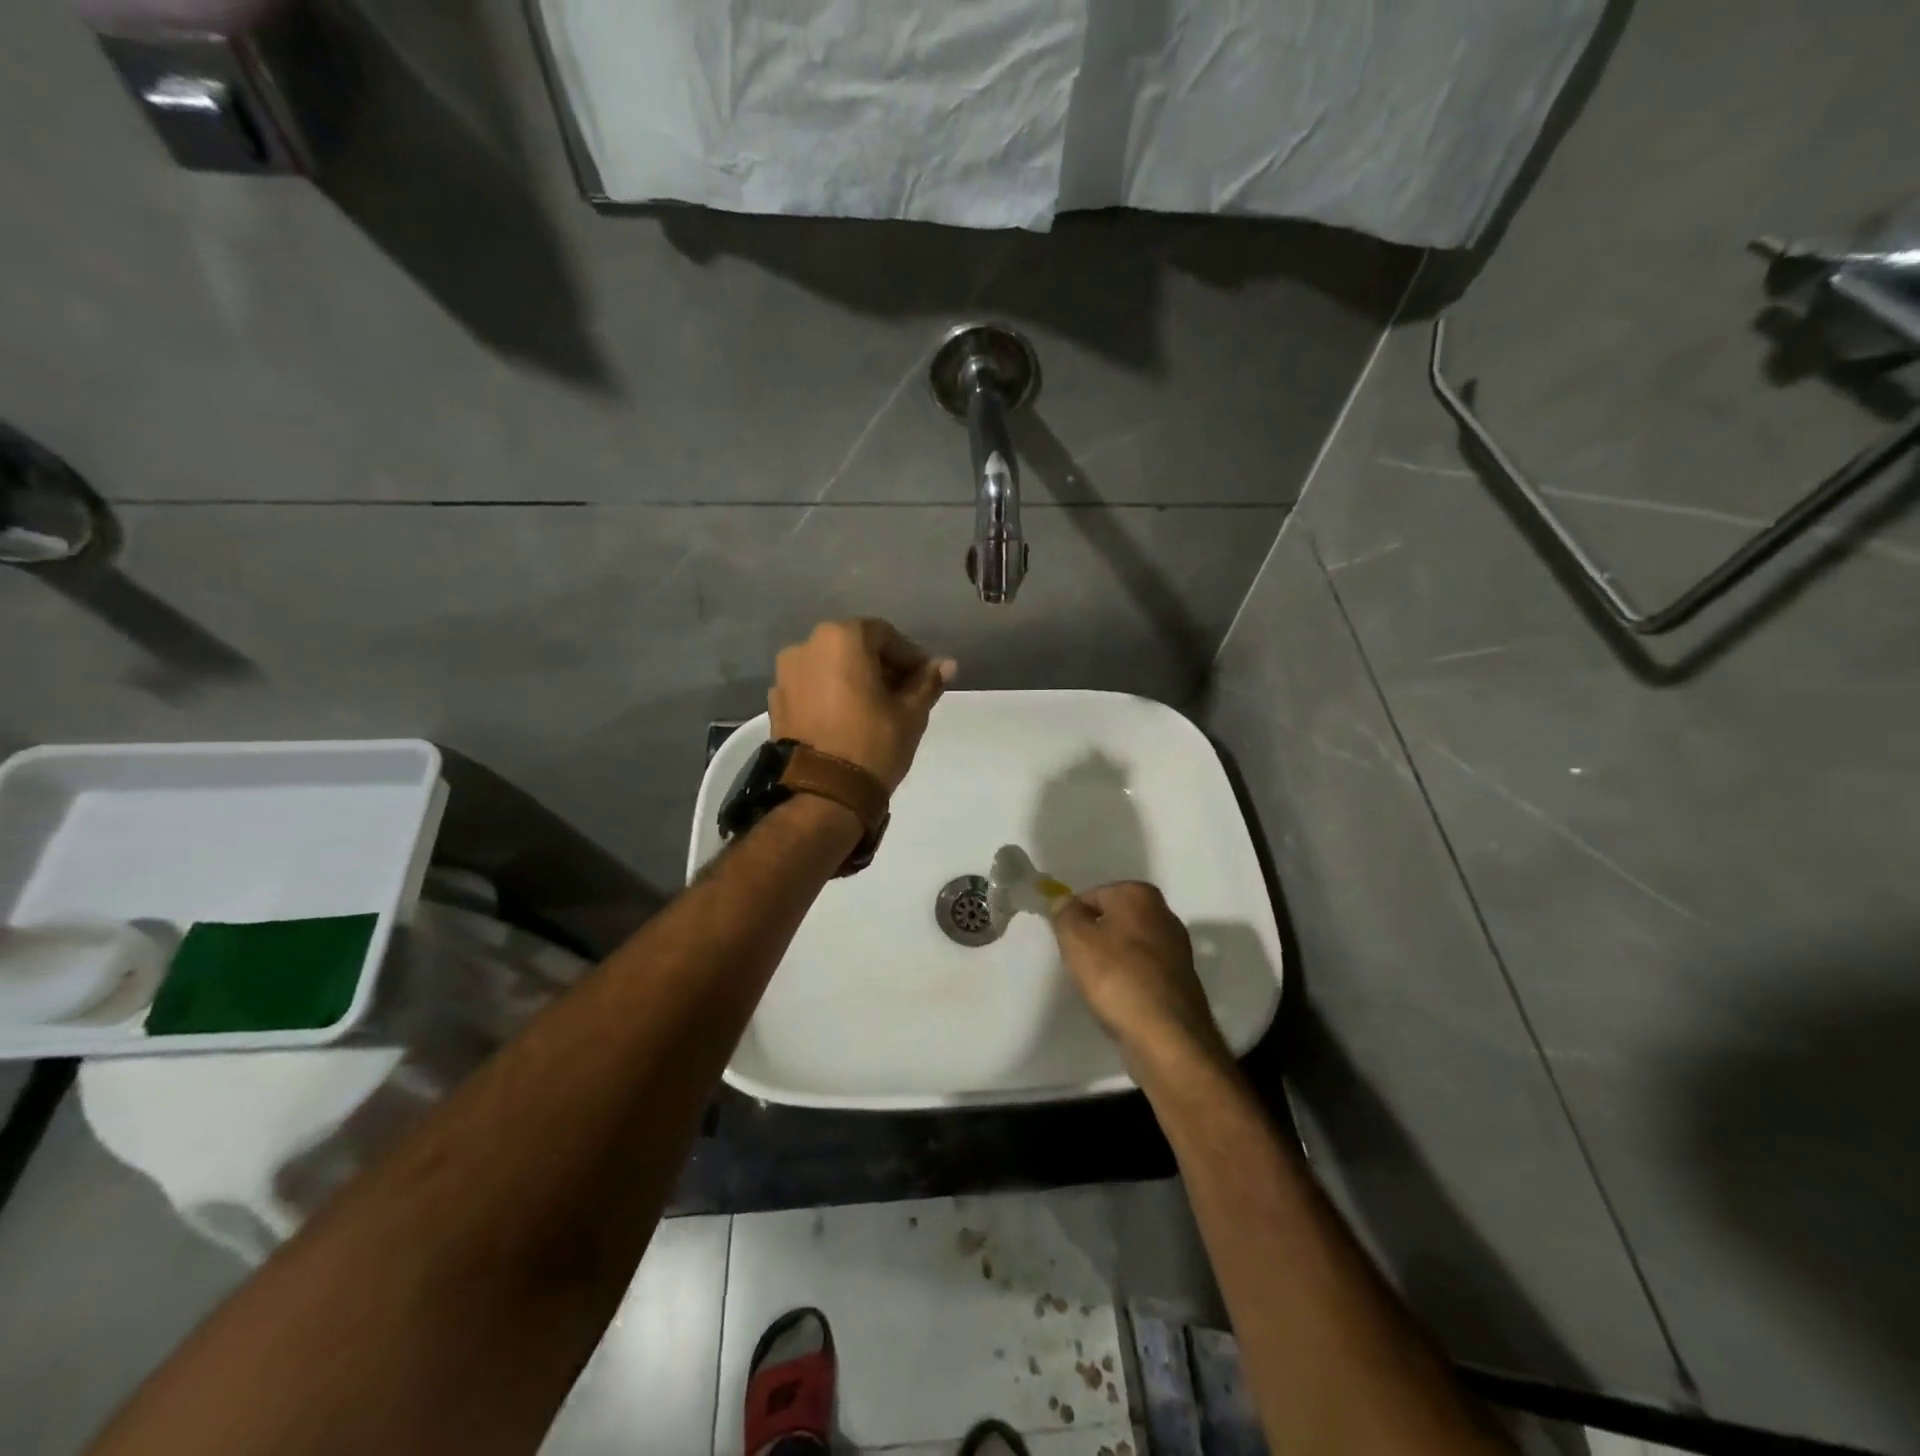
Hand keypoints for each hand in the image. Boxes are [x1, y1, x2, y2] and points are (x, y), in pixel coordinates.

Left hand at [769, 619, 956, 792]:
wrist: (821, 795)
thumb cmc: (873, 744)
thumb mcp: (911, 713)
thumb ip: (928, 682)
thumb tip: (947, 664)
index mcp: (841, 639)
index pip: (885, 635)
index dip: (910, 656)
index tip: (925, 680)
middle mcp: (806, 647)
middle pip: (854, 648)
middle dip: (881, 667)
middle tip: (904, 695)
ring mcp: (785, 675)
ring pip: (831, 668)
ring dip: (855, 680)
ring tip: (876, 710)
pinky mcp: (776, 703)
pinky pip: (812, 689)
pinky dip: (832, 696)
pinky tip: (848, 721)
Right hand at [1052, 882, 1227, 1067]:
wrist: (1166, 1036)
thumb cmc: (1116, 977)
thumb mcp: (1076, 939)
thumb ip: (1064, 914)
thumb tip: (1064, 902)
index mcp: (1139, 894)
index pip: (1091, 896)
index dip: (1073, 919)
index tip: (1066, 945)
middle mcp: (1163, 913)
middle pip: (1111, 920)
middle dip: (1093, 938)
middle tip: (1079, 964)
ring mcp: (1176, 947)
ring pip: (1127, 946)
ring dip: (1110, 961)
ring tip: (1098, 986)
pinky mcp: (1180, 979)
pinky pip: (1142, 970)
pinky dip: (1128, 980)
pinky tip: (1118, 1000)